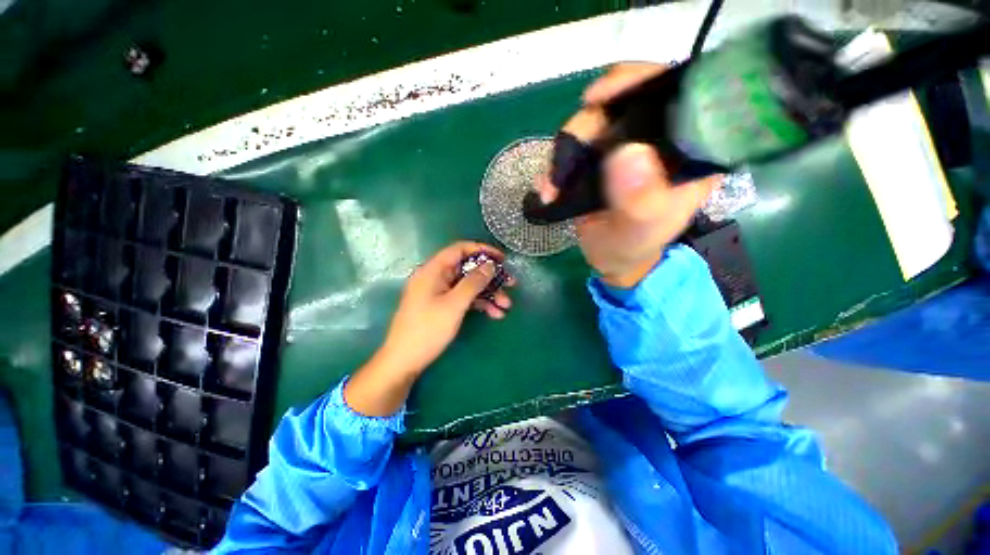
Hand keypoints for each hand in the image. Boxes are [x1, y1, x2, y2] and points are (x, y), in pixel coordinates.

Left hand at [381, 241, 512, 375]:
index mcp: (433, 270)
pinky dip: (479, 304)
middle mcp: (436, 277)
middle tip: (511, 283)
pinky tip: (495, 314)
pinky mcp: (442, 306)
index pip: (460, 249)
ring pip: (468, 285)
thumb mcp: (454, 305)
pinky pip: (464, 298)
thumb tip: (490, 264)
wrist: (404, 361)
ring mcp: (439, 292)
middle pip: (467, 269)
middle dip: (490, 277)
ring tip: (506, 305)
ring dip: (488, 293)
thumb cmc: (427, 330)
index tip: (502, 259)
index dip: (482, 250)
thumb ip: (473, 282)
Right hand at [537, 63, 722, 287]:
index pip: (677, 93)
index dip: (639, 81)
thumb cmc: (632, 247)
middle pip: (624, 101)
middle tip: (564, 157)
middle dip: (587, 125)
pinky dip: (557, 162)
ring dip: (564, 149)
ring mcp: (627, 145)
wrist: (610, 258)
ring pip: (593, 122)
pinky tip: (547, 185)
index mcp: (688, 150)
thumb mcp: (639, 229)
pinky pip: (576, 144)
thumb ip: (640, 199)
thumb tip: (626, 153)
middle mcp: (660, 138)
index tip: (599, 97)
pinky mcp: (601, 157)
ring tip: (551, 185)